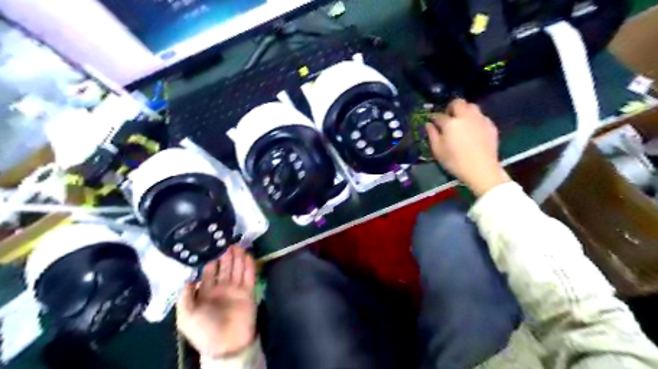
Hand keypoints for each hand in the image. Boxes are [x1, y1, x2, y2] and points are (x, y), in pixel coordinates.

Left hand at [176, 246, 257, 358]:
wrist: (227, 343)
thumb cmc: (203, 329)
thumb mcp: (186, 316)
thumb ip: (185, 297)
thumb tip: (188, 278)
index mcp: (206, 293)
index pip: (209, 273)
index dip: (211, 261)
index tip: (212, 248)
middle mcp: (222, 289)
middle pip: (225, 268)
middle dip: (226, 256)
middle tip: (228, 243)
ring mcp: (236, 290)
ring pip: (237, 269)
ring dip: (238, 258)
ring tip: (238, 245)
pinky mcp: (248, 292)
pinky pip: (249, 276)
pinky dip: (249, 265)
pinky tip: (248, 255)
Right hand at [424, 98, 509, 195]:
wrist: (481, 169)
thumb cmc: (455, 162)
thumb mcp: (438, 151)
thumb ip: (432, 135)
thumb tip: (428, 125)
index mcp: (450, 123)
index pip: (439, 116)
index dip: (434, 119)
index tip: (433, 123)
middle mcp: (465, 116)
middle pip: (458, 103)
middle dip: (451, 107)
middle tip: (449, 117)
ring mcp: (480, 119)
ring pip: (472, 106)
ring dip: (465, 111)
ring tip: (462, 122)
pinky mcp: (490, 125)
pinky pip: (481, 116)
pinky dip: (475, 119)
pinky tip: (473, 130)